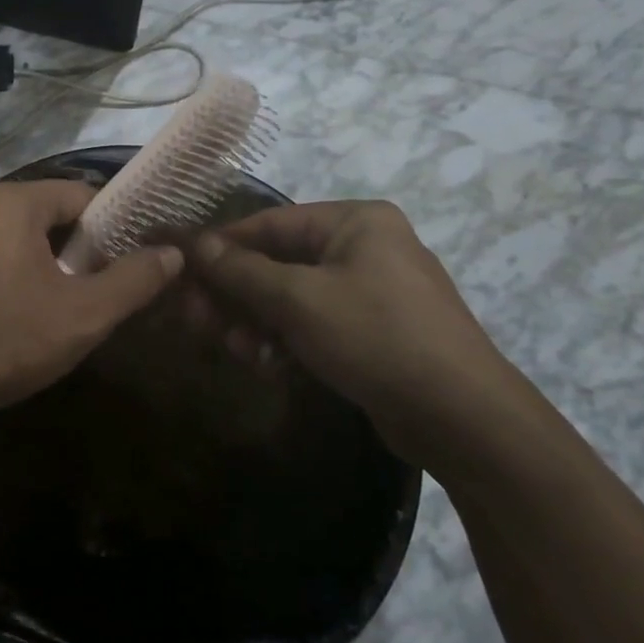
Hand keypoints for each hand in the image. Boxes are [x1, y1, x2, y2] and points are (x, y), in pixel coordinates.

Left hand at [0, 179, 182, 418]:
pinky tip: (33, 311)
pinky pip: (0, 254)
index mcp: (12, 203)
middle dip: (84, 247)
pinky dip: (24, 272)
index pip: (82, 195)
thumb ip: (134, 280)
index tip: (136, 258)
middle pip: (52, 214)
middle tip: (108, 286)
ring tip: (77, 302)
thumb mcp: (84, 313)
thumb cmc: (8, 339)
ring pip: (26, 237)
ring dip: (55, 263)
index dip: (115, 225)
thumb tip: (173, 254)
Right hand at [182, 200, 533, 469]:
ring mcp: (372, 290)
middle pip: (277, 261)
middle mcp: (364, 246)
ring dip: (256, 321)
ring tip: (234, 350)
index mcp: (355, 221)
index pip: (268, 223)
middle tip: (196, 320)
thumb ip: (240, 270)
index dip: (220, 246)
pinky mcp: (374, 330)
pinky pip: (314, 322)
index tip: (179, 269)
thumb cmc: (376, 337)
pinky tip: (265, 364)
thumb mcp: (298, 300)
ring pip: (292, 296)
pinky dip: (286, 339)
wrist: (464, 420)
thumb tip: (194, 244)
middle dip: (236, 293)